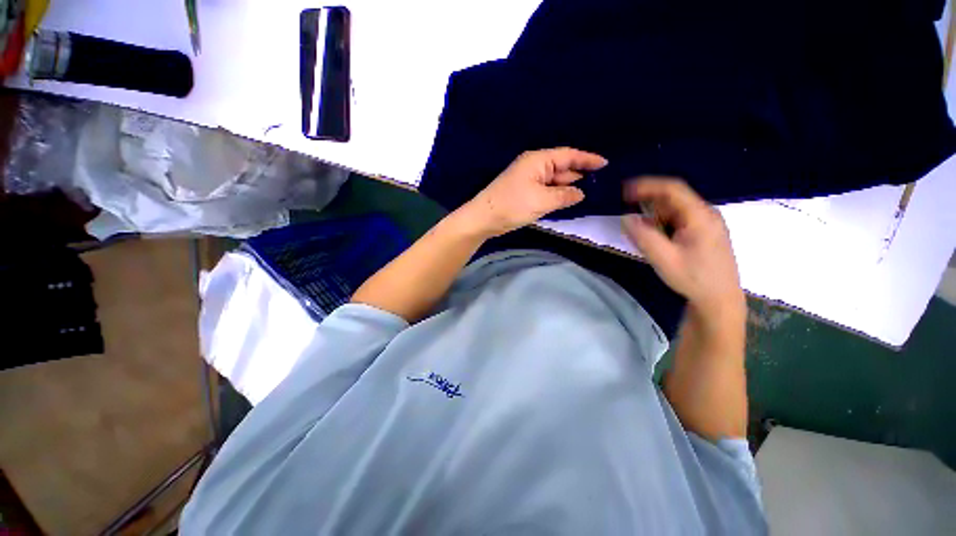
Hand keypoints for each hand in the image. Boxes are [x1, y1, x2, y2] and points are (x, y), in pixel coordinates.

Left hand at [456, 148, 606, 237]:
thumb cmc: (513, 205)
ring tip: (591, 192)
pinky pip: (547, 190)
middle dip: (580, 174)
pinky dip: (558, 194)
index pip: (568, 155)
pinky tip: (569, 199)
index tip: (605, 164)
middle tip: (602, 183)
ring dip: (569, 186)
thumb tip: (580, 193)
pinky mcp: (526, 192)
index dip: (587, 159)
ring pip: (555, 180)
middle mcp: (535, 166)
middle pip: (562, 167)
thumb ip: (565, 195)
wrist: (484, 218)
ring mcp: (529, 179)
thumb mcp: (542, 200)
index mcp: (538, 160)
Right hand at [622, 177, 744, 317]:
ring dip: (653, 216)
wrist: (719, 299)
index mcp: (700, 216)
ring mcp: (706, 223)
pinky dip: (661, 224)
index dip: (647, 186)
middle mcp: (705, 214)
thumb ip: (643, 236)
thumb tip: (626, 218)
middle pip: (673, 198)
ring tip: (640, 234)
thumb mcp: (664, 259)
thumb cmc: (693, 278)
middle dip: (648, 203)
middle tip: (628, 215)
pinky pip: (677, 220)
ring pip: (674, 210)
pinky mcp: (703, 232)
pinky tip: (654, 239)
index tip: (624, 191)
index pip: (672, 189)